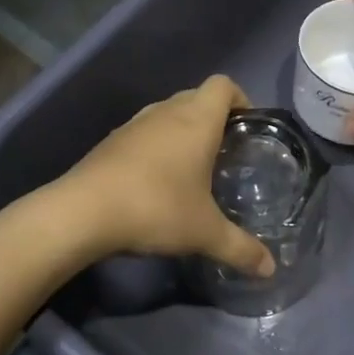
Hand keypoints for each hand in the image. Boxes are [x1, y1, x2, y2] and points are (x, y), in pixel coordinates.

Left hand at [59, 75, 275, 276]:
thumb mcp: (204, 233)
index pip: (223, 85)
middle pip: (197, 96)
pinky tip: (157, 181)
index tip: (248, 129)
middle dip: (215, 118)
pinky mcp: (111, 140)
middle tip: (226, 152)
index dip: (241, 99)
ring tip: (193, 167)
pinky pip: (145, 132)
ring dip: (183, 130)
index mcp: (196, 120)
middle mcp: (166, 112)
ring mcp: (134, 124)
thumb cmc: (156, 208)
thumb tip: (270, 269)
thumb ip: (241, 248)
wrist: (83, 212)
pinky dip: (157, 145)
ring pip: (168, 113)